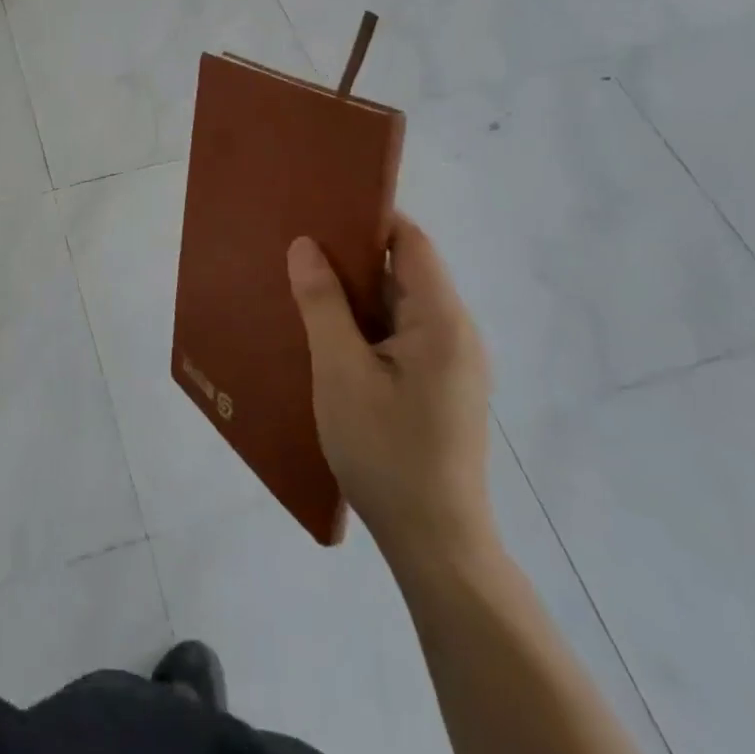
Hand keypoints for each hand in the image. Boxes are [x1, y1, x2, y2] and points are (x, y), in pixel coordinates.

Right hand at [288, 214, 495, 576]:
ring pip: (399, 307)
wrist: (434, 544)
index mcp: (443, 321)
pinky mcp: (439, 389)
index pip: (411, 243)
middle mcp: (456, 334)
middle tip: (298, 247)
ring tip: (302, 285)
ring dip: (355, 295)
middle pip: (405, 272)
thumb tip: (306, 244)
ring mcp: (451, 364)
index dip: (369, 218)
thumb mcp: (341, 372)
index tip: (320, 209)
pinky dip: (365, 326)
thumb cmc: (386, 451)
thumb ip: (323, 303)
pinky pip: (400, 337)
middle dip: (353, 256)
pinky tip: (326, 335)